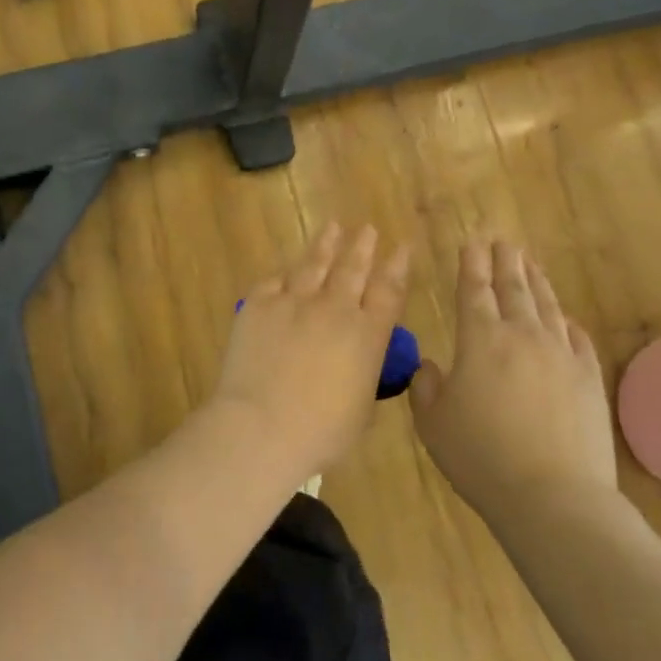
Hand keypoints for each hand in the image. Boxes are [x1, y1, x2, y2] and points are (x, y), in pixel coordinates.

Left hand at [209, 222, 409, 473]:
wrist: (262, 426)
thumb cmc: (321, 432)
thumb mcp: (361, 408)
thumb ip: (365, 374)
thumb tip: (361, 358)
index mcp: (367, 335)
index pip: (388, 291)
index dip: (396, 266)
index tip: (402, 248)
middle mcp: (334, 309)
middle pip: (352, 268)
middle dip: (363, 247)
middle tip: (369, 229)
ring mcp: (294, 302)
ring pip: (314, 264)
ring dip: (326, 244)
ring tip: (333, 227)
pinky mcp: (258, 305)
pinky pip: (274, 281)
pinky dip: (285, 274)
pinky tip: (287, 268)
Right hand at [409, 239, 618, 513]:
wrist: (553, 497)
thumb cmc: (480, 458)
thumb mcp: (432, 424)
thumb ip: (426, 388)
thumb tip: (431, 367)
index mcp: (480, 341)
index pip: (474, 290)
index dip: (471, 264)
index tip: (472, 242)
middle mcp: (523, 336)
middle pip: (514, 288)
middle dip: (505, 261)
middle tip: (503, 241)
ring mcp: (561, 354)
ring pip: (547, 305)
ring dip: (536, 280)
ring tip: (529, 263)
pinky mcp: (590, 378)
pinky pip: (577, 337)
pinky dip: (566, 321)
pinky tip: (564, 316)